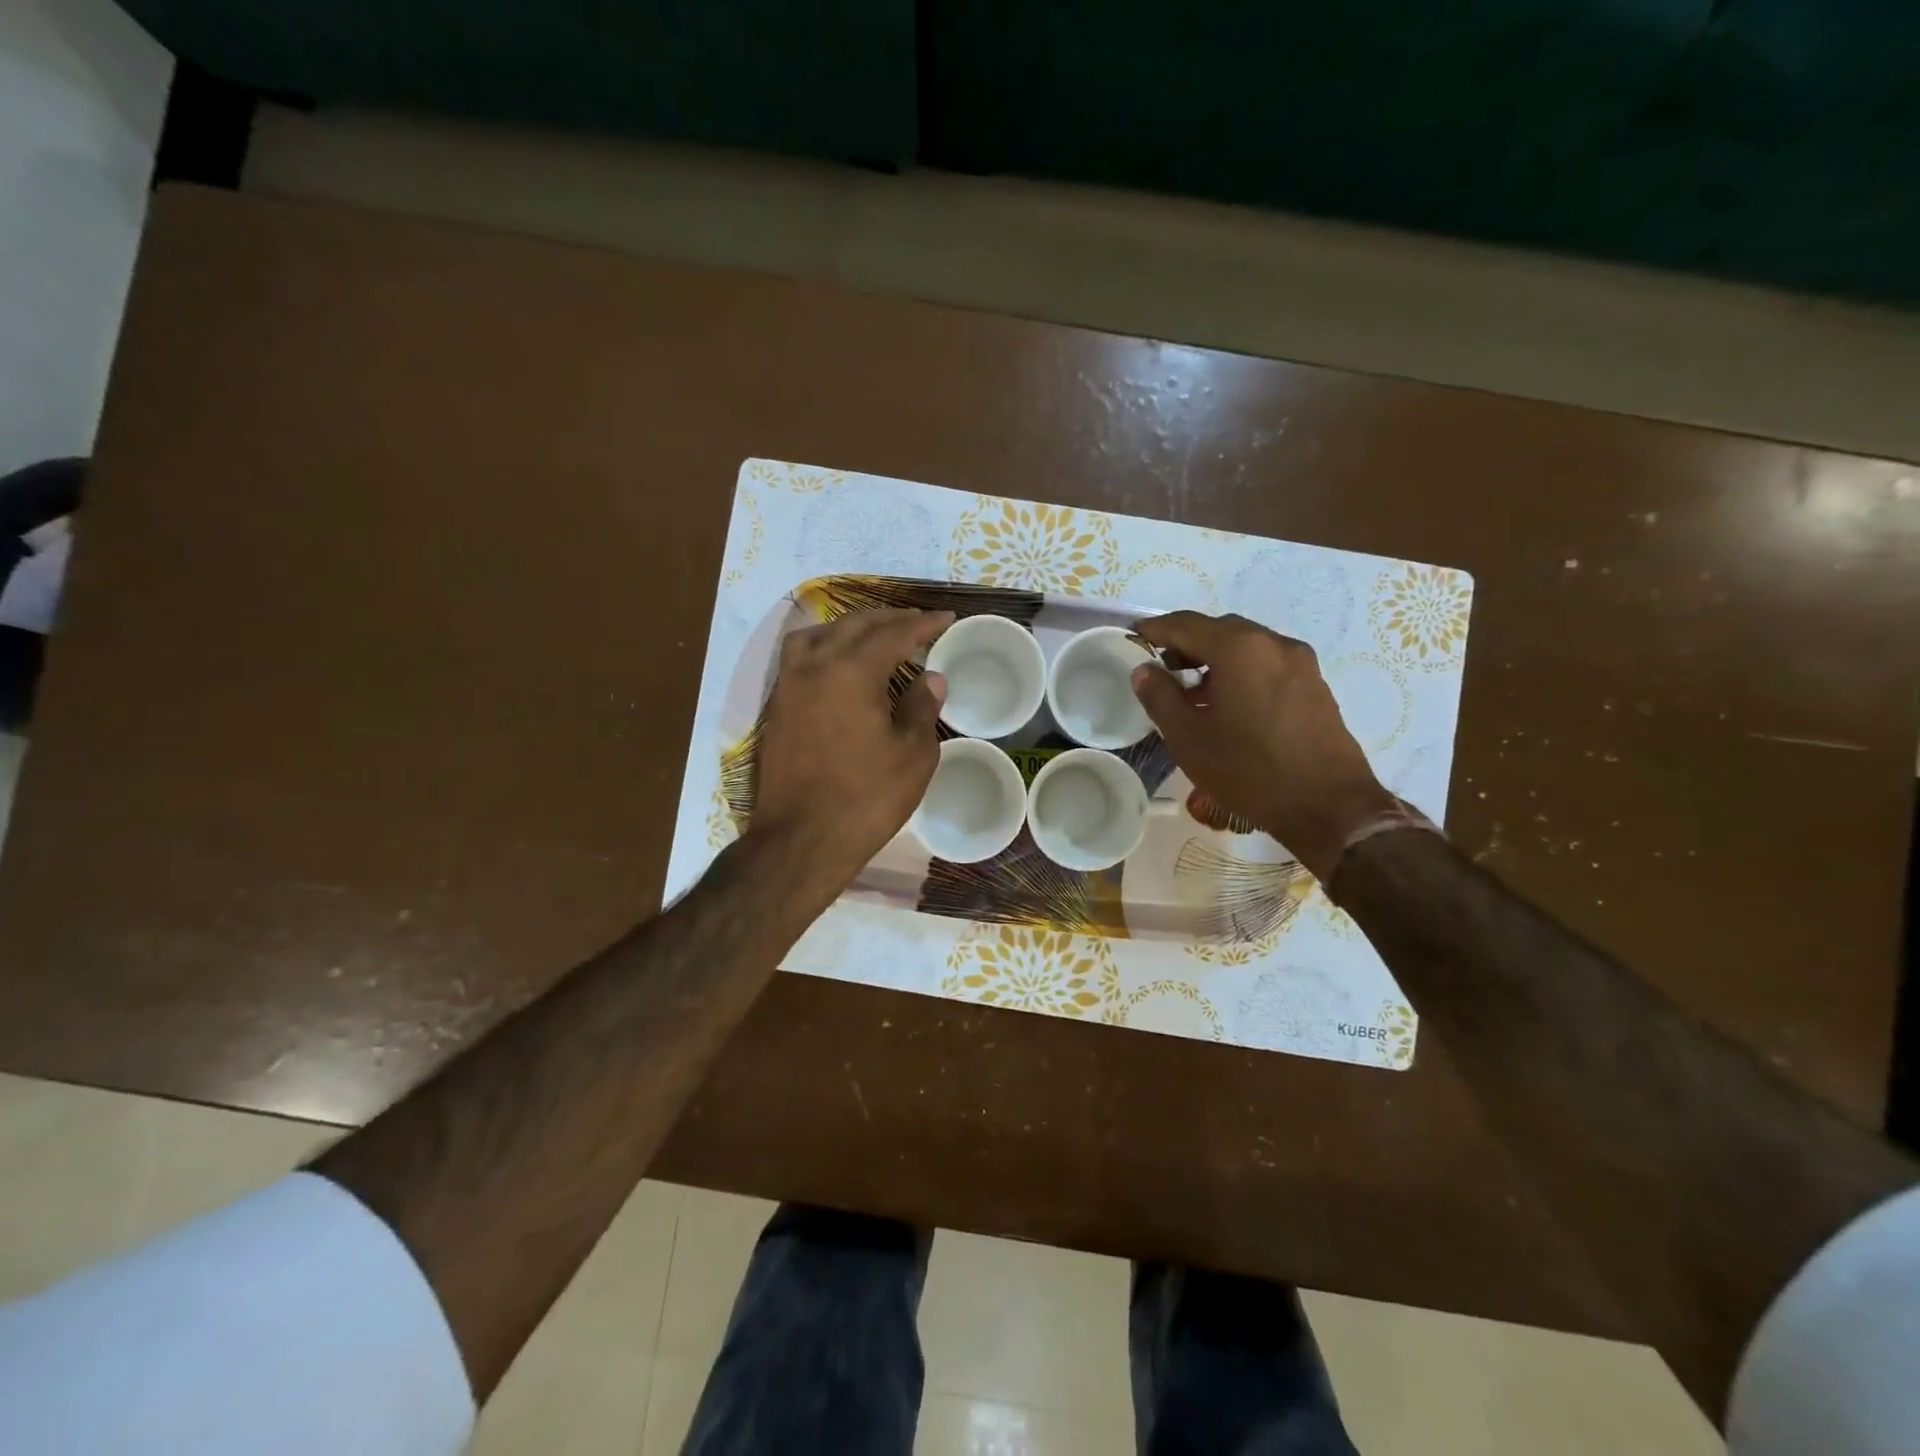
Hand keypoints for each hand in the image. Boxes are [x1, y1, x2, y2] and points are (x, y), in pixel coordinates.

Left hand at [752, 608, 952, 891]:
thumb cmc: (866, 799)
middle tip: (918, 623)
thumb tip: (930, 677)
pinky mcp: (777, 706)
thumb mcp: (912, 755)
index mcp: (852, 671)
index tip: (947, 618)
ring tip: (875, 637)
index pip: (894, 633)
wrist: (802, 840)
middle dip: (890, 619)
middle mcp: (815, 666)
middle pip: (855, 625)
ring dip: (851, 627)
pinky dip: (825, 646)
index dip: (924, 624)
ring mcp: (789, 685)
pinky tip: (840, 664)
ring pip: (819, 634)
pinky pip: (800, 656)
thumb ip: (922, 707)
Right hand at [1130, 611, 1395, 880]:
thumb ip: (1160, 697)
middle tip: (1161, 668)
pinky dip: (1240, 672)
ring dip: (1214, 660)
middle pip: (1219, 630)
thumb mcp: (1189, 738)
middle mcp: (1273, 644)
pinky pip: (1267, 665)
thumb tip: (1144, 670)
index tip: (1134, 637)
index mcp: (1239, 648)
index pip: (1186, 624)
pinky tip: (1227, 705)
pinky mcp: (1314, 686)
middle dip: (1186, 644)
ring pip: (1246, 647)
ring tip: (1191, 692)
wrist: (1328, 806)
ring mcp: (1300, 663)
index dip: (1156, 629)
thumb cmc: (1249, 770)